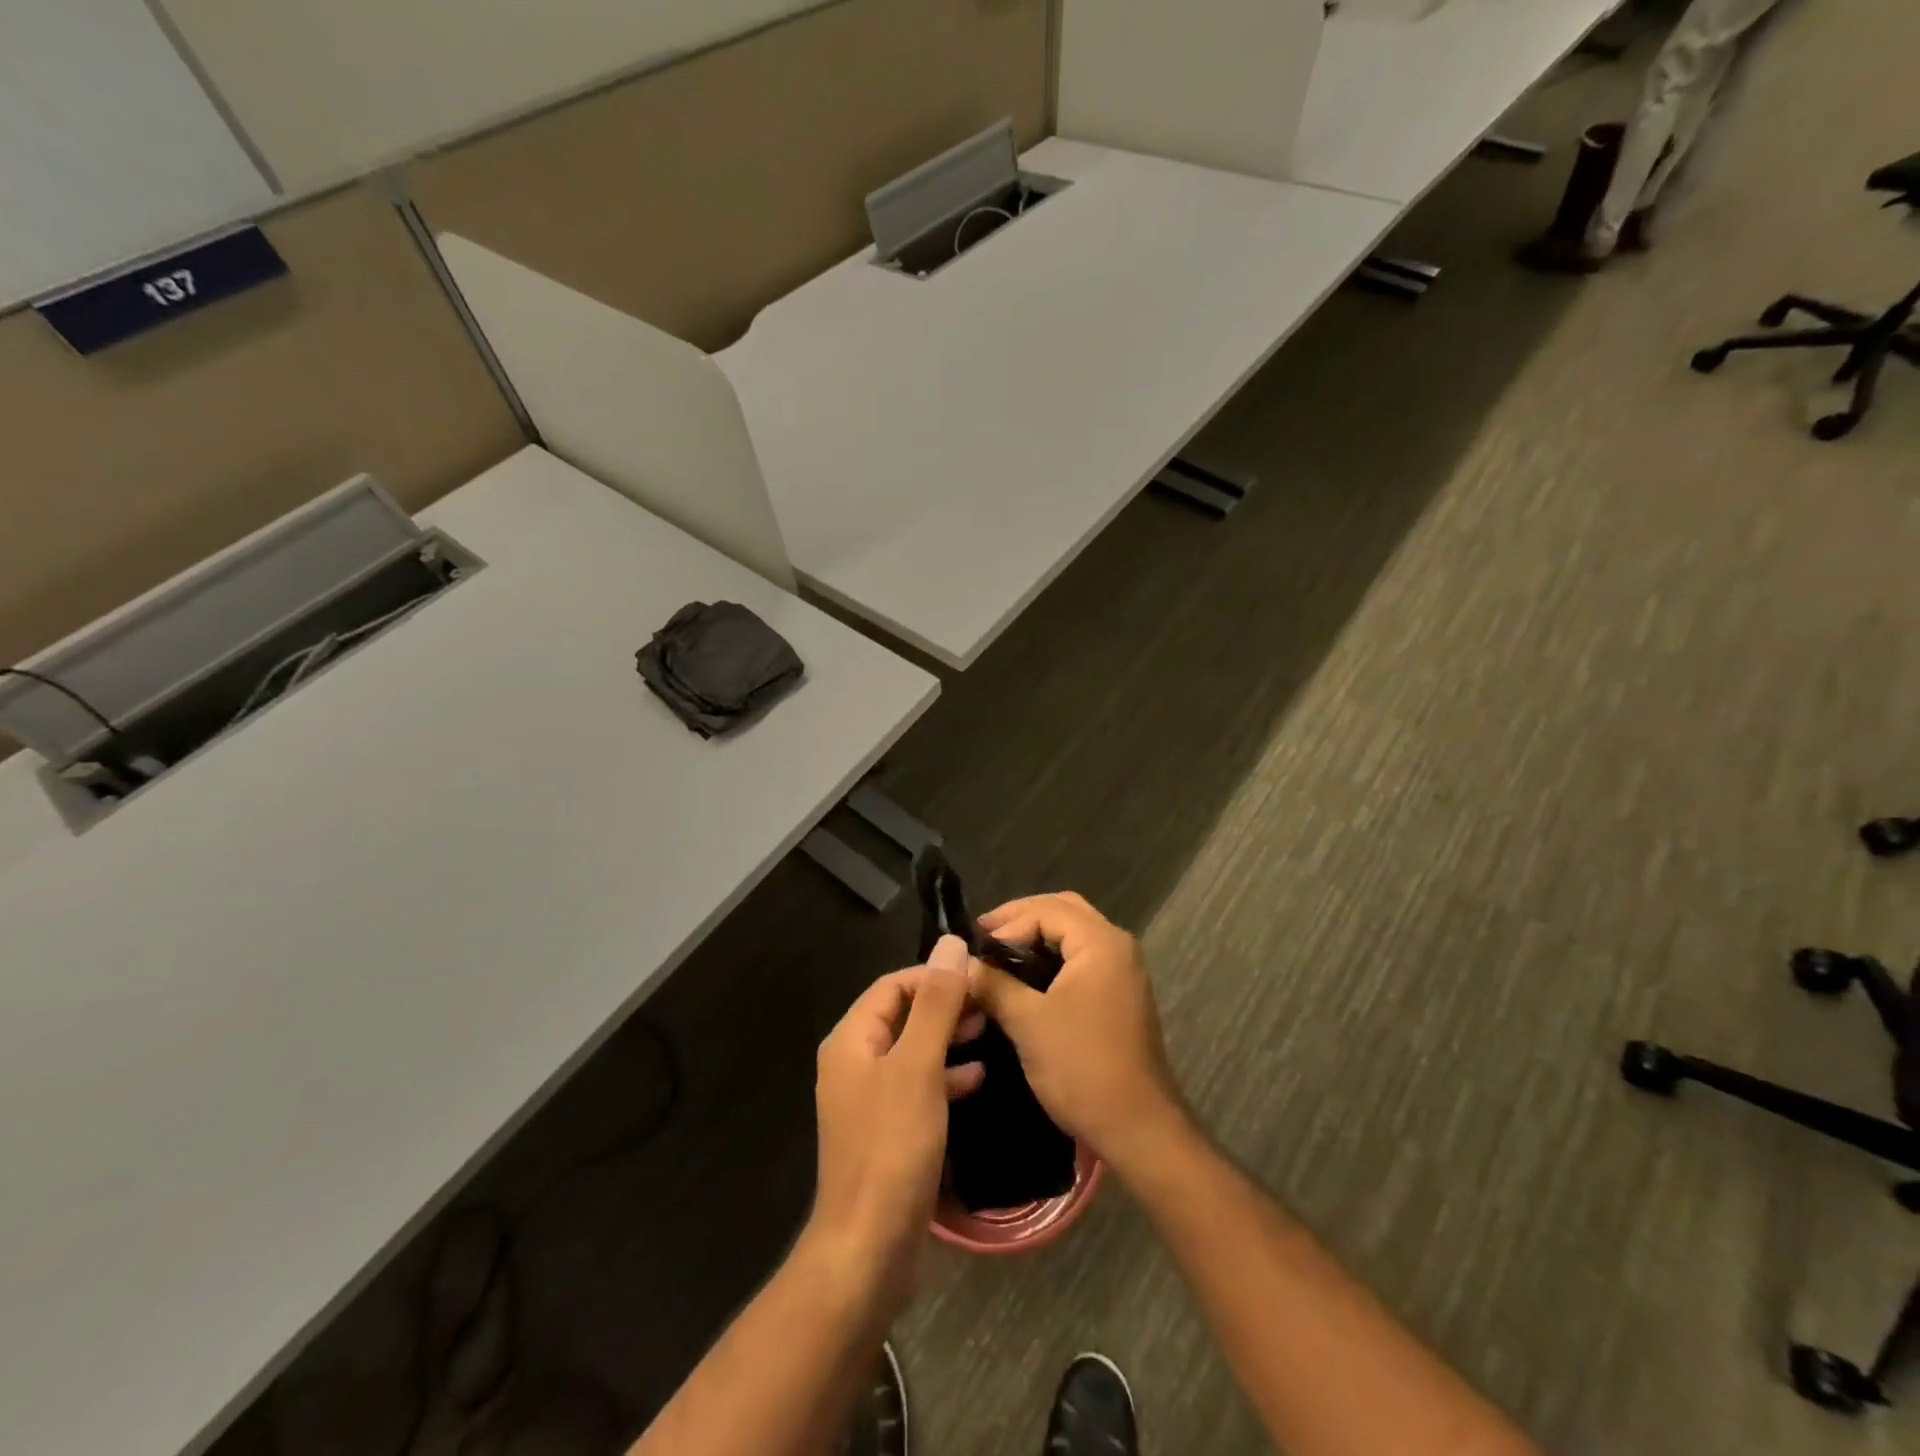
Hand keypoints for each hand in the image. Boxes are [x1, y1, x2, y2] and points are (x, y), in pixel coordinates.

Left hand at [807, 936, 984, 1302]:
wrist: (869, 1249)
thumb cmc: (892, 1148)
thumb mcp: (918, 1067)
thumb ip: (936, 1005)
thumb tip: (950, 944)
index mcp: (852, 1040)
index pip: (893, 986)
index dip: (934, 975)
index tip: (978, 977)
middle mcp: (855, 1063)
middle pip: (903, 1016)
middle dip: (945, 1006)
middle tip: (990, 1005)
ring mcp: (869, 1100)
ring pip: (913, 1051)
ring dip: (948, 1038)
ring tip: (990, 1032)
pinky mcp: (887, 1131)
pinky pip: (918, 1087)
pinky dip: (945, 1076)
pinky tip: (978, 1078)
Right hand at [969, 893, 1187, 1177]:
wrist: (1138, 1129)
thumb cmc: (1082, 1068)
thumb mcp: (1028, 1022)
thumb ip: (993, 984)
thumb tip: (962, 964)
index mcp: (1101, 942)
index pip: (1046, 909)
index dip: (1007, 923)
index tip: (974, 947)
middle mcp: (1118, 946)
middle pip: (1064, 910)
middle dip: (1022, 918)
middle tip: (985, 936)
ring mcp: (1123, 971)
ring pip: (1074, 934)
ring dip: (1038, 936)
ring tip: (999, 954)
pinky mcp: (1121, 995)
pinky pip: (1083, 958)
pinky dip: (1053, 958)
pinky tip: (1026, 978)